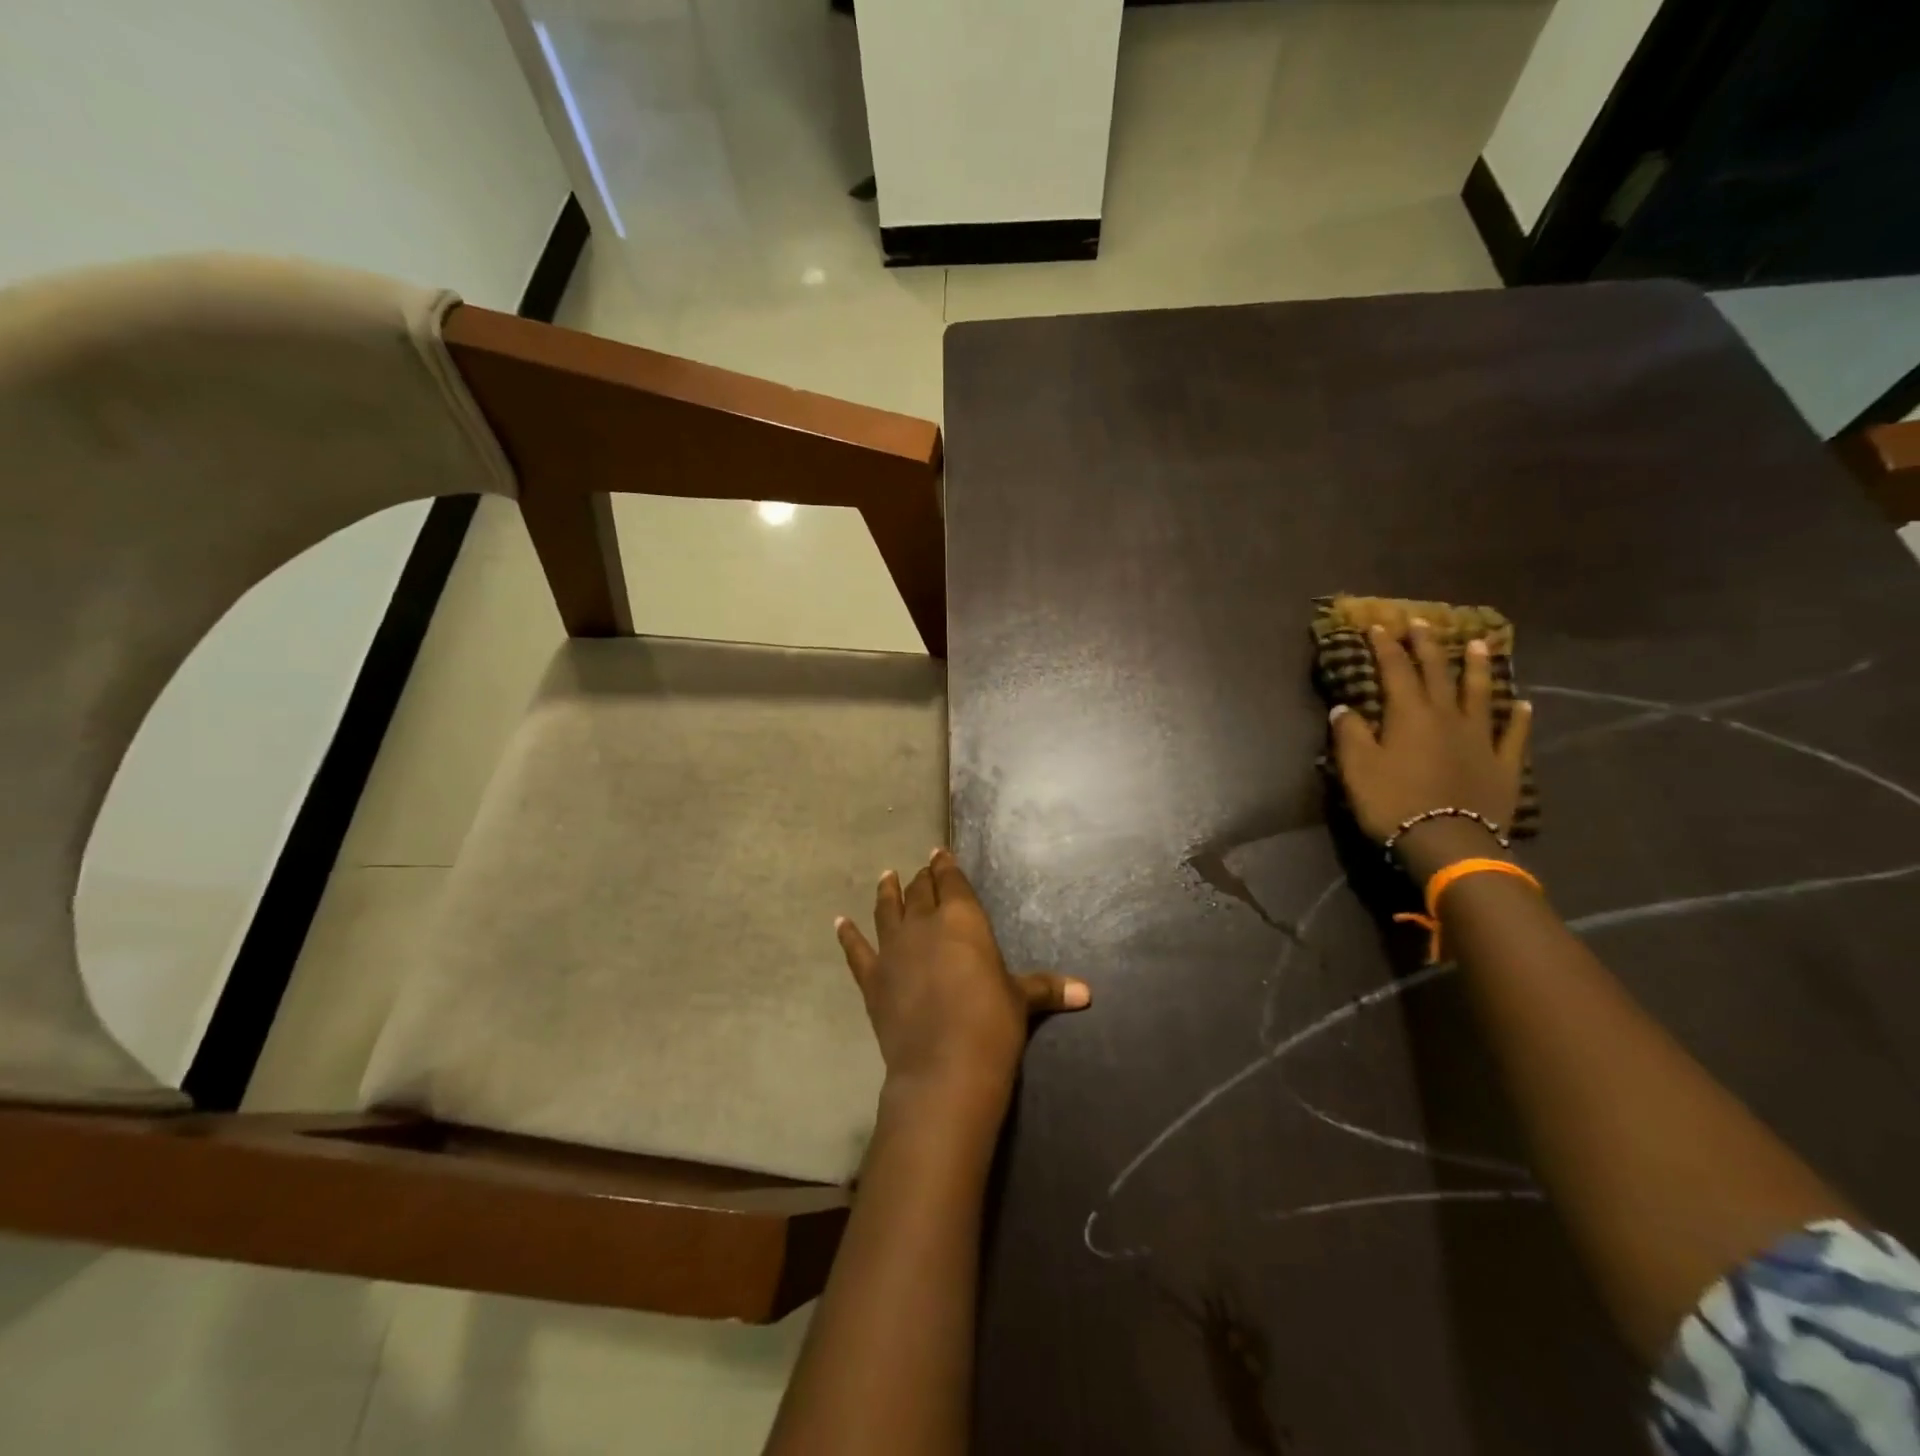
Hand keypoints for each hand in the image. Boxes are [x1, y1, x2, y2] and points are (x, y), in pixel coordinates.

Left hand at [836, 849, 1090, 1102]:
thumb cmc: (991, 1025)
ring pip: (887, 909)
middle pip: (920, 891)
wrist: (944, 1068)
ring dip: (887, 891)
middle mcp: (924, 924)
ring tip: (887, 877)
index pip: (952, 882)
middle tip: (922, 869)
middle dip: (922, 878)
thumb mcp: (1021, 1002)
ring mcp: (893, 949)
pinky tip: (839, 922)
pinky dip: (847, 935)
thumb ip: (1046, 988)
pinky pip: (856, 950)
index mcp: (962, 919)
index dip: (946, 866)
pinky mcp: (872, 978)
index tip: (940, 853)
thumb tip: (1088, 992)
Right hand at [1329, 619, 1532, 850]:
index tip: (1378, 625)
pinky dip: (1517, 716)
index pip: (1395, 670)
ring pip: (1480, 693)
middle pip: (1438, 673)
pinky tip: (1521, 703)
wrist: (1447, 842)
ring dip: (1478, 667)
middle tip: (1424, 621)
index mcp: (1409, 714)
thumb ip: (1349, 734)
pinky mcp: (1503, 764)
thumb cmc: (1393, 802)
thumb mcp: (1356, 768)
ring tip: (1479, 644)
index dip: (1386, 646)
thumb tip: (1344, 708)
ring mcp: (1481, 738)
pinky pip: (1513, 733)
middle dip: (1428, 645)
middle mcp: (1447, 716)